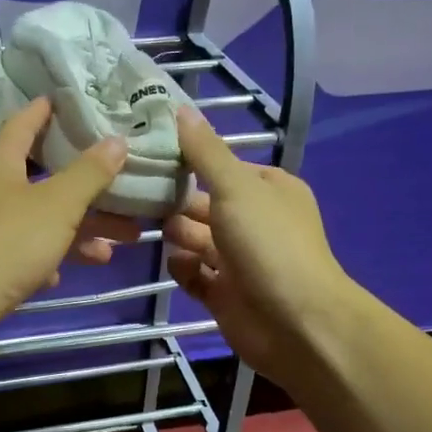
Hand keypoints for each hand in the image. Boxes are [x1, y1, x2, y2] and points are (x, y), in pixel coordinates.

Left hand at [0, 98, 138, 374]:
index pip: (25, 122)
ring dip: (81, 226)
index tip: (79, 100)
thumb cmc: (4, 246)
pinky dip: (55, 256)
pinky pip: (29, 253)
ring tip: (125, 238)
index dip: (50, 109)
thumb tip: (116, 140)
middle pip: (44, 176)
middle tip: (127, 183)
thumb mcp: (55, 205)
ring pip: (43, 219)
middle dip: (87, 183)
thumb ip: (88, 174)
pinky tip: (77, 267)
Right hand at [165, 105, 356, 389]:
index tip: (151, 155)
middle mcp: (255, 222)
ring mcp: (240, 260)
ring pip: (197, 240)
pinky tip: (177, 265)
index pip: (223, 167)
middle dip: (176, 201)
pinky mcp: (225, 294)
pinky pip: (195, 275)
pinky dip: (184, 270)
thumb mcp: (235, 187)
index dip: (190, 161)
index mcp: (268, 189)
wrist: (295, 322)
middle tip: (137, 195)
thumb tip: (181, 109)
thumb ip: (205, 152)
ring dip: (176, 234)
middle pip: (205, 204)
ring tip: (151, 229)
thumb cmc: (268, 244)